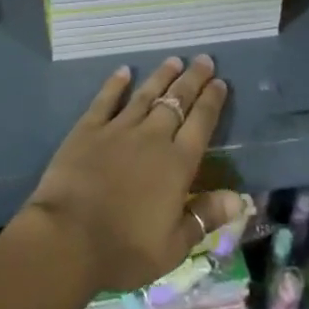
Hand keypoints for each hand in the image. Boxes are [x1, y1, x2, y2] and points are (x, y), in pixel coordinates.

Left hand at [20, 55, 244, 294]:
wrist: (69, 236)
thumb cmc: (125, 249)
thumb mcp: (174, 247)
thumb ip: (205, 216)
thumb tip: (239, 197)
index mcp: (176, 165)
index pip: (200, 125)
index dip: (212, 102)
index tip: (220, 82)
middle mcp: (152, 138)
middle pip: (176, 102)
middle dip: (192, 79)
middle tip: (204, 59)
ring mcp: (119, 129)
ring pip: (145, 94)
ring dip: (161, 76)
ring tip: (174, 60)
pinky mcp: (89, 128)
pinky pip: (106, 99)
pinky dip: (116, 83)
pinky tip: (124, 71)